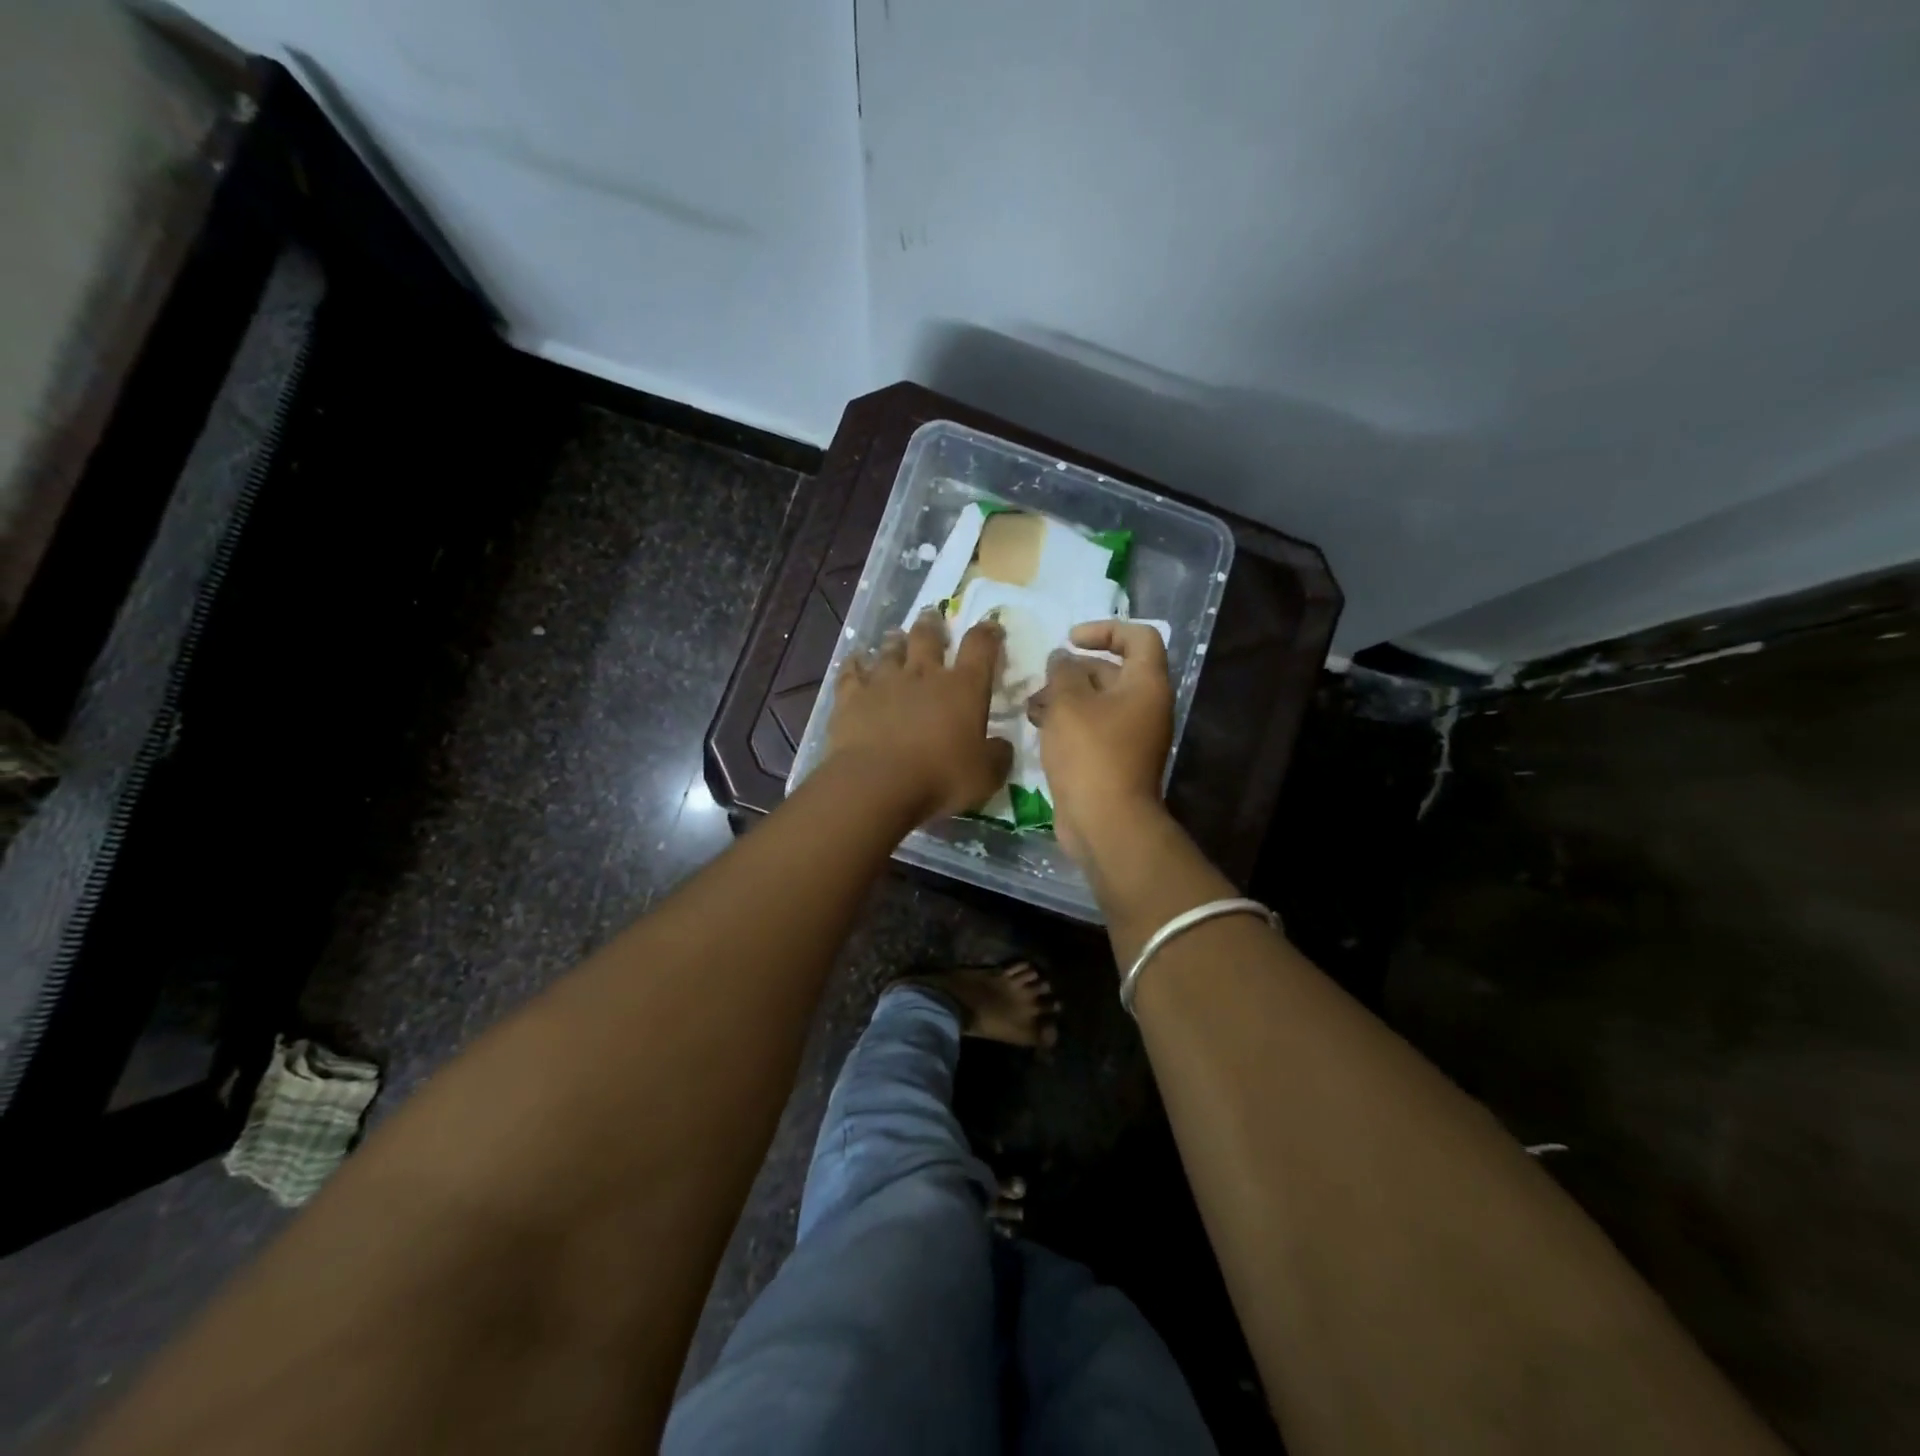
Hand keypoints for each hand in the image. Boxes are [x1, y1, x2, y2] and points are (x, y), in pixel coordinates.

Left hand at [827, 610, 1013, 822]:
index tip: (991, 627)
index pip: (980, 647)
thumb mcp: (985, 777)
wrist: (877, 784)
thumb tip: (1003, 746)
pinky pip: (851, 672)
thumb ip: (997, 757)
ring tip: (895, 635)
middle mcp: (924, 675)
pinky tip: (854, 659)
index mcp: (964, 688)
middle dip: (933, 625)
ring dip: (895, 641)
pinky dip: (854, 663)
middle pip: (928, 637)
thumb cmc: (940, 779)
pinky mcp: (851, 697)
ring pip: (890, 650)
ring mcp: (884, 682)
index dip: (988, 634)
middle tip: (932, 615)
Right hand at [1028, 621, 1174, 861]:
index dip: (1106, 630)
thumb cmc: (1090, 753)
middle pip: (1112, 672)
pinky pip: (1091, 729)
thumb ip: (1062, 672)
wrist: (1105, 822)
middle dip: (1073, 671)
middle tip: (1042, 679)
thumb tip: (1062, 658)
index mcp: (1146, 685)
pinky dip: (1067, 723)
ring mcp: (1131, 736)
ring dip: (1064, 698)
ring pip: (1096, 703)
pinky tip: (1037, 728)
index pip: (1139, 637)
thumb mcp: (1068, 703)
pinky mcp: (1113, 760)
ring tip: (1032, 706)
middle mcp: (1145, 707)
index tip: (1071, 639)